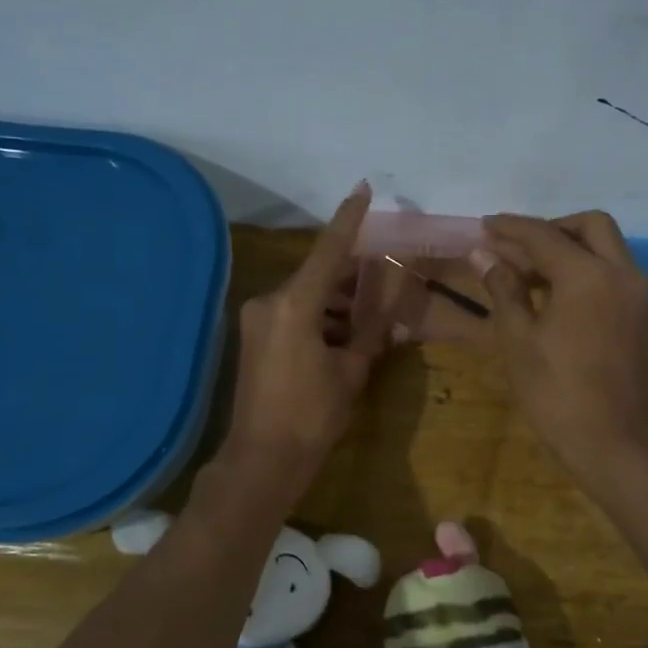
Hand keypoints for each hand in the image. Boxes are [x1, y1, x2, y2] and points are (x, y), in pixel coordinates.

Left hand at [220, 184, 387, 489]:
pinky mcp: (254, 337)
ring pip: (306, 296)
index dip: (349, 219)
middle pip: (317, 274)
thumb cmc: (313, 416)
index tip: (363, 188)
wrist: (263, 459)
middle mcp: (269, 302)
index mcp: (294, 305)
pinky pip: (292, 314)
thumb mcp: (351, 370)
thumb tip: (393, 299)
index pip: (328, 250)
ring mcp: (257, 319)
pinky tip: (344, 336)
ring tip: (370, 317)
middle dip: (351, 275)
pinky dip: (319, 317)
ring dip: (336, 302)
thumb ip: (372, 327)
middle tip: (384, 275)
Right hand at [479, 211, 647, 482]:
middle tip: (516, 248)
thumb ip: (503, 289)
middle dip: (551, 229)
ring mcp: (637, 295)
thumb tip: (483, 255)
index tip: (485, 225)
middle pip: (590, 227)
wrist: (612, 443)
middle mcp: (621, 273)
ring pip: (606, 249)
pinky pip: (613, 273)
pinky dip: (585, 270)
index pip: (544, 236)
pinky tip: (554, 295)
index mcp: (588, 276)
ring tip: (527, 273)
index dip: (511, 228)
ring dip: (569, 248)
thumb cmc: (556, 392)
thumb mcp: (518, 339)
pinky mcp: (640, 316)